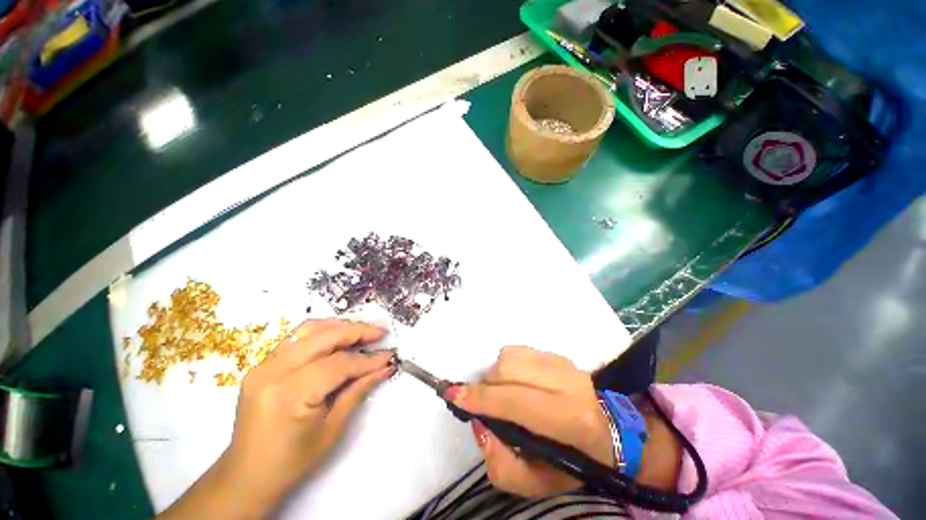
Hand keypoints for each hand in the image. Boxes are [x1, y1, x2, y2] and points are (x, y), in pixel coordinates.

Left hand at [160, 319, 393, 518]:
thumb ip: (359, 390)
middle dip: (357, 331)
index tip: (389, 356)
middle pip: (324, 337)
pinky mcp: (261, 364)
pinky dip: (322, 333)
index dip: (367, 359)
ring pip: (309, 329)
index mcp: (290, 395)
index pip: (338, 364)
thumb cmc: (292, 460)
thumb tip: (385, 367)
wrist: (247, 475)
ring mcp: (263, 365)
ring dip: (340, 327)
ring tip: (361, 332)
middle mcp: (273, 372)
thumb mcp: (333, 428)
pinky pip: (297, 338)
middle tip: (380, 334)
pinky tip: (337, 339)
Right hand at [450, 345, 615, 497]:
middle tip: (484, 403)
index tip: (454, 395)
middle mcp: (568, 383)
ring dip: (496, 375)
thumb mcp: (538, 484)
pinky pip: (518, 350)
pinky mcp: (557, 354)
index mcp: (569, 419)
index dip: (482, 398)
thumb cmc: (573, 462)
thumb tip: (480, 426)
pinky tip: (516, 381)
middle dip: (486, 385)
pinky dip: (507, 365)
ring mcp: (563, 363)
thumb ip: (502, 465)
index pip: (516, 401)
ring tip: (502, 393)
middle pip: (507, 370)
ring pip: (509, 356)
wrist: (608, 432)